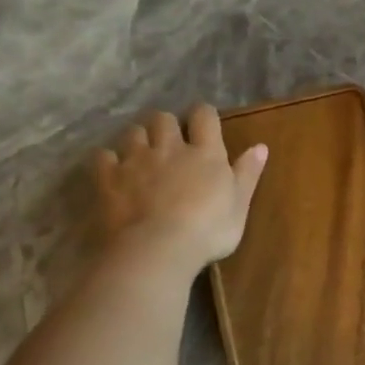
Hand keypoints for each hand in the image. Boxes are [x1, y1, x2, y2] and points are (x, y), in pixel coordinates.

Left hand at [93, 106, 267, 276]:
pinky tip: (113, 170)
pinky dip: (108, 160)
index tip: (205, 123)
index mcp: (205, 153)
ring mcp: (135, 160)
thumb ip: (248, 174)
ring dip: (138, 138)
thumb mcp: (239, 206)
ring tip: (142, 154)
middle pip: (163, 119)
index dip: (204, 115)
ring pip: (133, 132)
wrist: (157, 249)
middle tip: (170, 142)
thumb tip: (261, 146)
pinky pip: (103, 156)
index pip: (204, 116)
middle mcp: (169, 148)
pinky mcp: (108, 177)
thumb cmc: (208, 231)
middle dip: (167, 125)